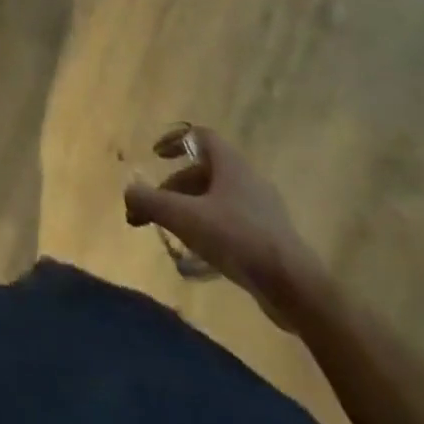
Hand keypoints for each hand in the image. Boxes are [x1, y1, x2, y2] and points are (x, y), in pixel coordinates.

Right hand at [123, 125, 324, 329]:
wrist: (295, 288)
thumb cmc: (237, 238)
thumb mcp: (184, 217)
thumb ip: (150, 201)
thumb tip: (128, 192)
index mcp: (230, 164)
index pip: (200, 136)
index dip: (175, 140)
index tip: (155, 154)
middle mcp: (247, 179)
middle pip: (203, 172)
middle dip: (173, 187)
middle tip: (153, 209)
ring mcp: (261, 210)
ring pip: (216, 199)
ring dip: (189, 209)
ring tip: (171, 233)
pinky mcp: (269, 238)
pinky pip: (230, 222)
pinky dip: (209, 229)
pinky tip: (198, 255)